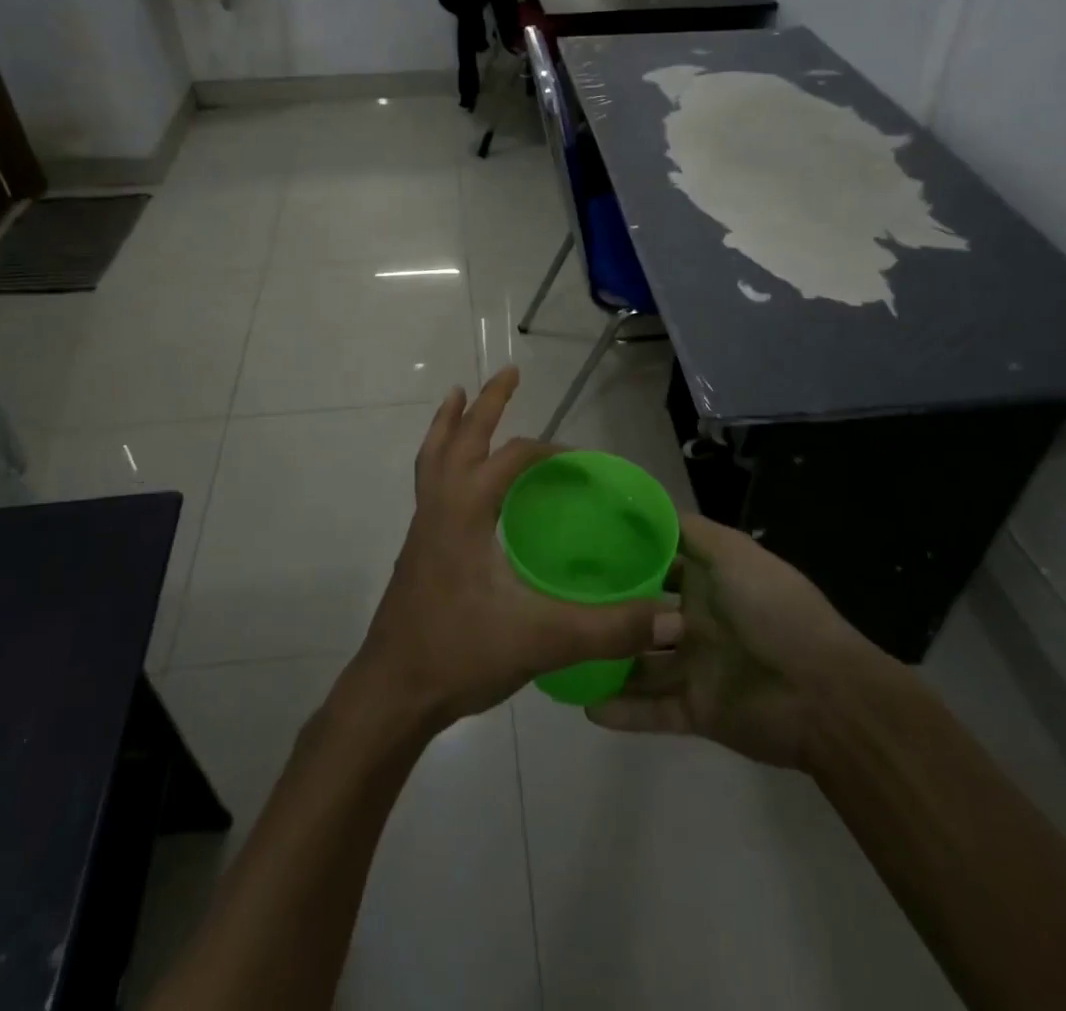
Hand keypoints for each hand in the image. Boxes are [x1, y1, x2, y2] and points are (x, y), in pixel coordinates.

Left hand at [349, 367, 684, 730]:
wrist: (393, 692)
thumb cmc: (460, 654)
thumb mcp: (542, 639)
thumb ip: (609, 629)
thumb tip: (673, 620)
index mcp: (466, 510)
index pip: (512, 458)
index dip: (550, 452)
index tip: (582, 462)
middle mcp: (440, 506)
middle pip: (461, 437)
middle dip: (487, 403)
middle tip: (509, 372)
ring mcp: (423, 527)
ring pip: (433, 456)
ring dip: (449, 424)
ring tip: (457, 396)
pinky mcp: (418, 549)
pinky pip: (429, 483)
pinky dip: (441, 458)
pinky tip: (456, 478)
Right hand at [588, 513, 896, 770]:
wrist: (824, 694)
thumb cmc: (774, 610)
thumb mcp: (732, 553)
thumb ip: (689, 531)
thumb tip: (644, 504)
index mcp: (707, 581)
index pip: (657, 565)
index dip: (624, 557)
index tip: (580, 549)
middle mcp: (697, 621)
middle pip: (642, 614)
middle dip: (608, 610)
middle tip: (558, 604)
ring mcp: (696, 667)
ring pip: (640, 664)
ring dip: (608, 662)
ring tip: (563, 655)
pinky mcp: (697, 711)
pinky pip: (653, 710)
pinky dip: (622, 710)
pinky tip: (584, 705)